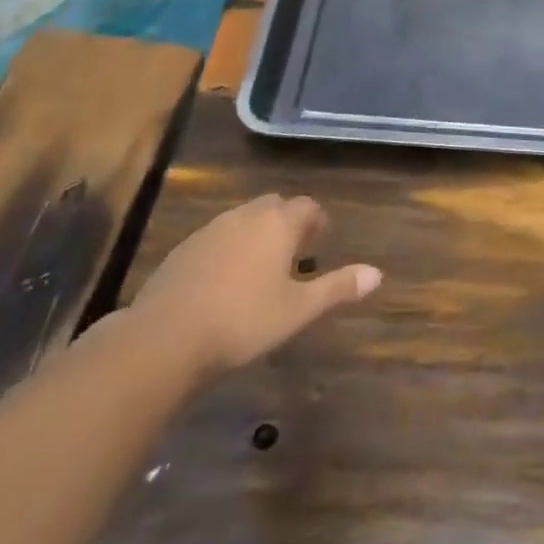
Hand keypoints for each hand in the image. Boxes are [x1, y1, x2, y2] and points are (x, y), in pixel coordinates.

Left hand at [129, 193, 380, 381]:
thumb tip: (377, 273)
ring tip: (262, 267)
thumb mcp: (298, 310)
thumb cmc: (243, 321)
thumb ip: (338, 288)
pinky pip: (217, 237)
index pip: (307, 206)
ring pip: (243, 219)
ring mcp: (210, 229)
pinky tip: (226, 281)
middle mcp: (246, 216)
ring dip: (257, 233)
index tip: (321, 240)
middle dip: (287, 221)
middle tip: (296, 252)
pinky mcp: (184, 249)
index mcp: (278, 224)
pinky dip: (229, 248)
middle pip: (274, 205)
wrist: (165, 338)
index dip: (317, 221)